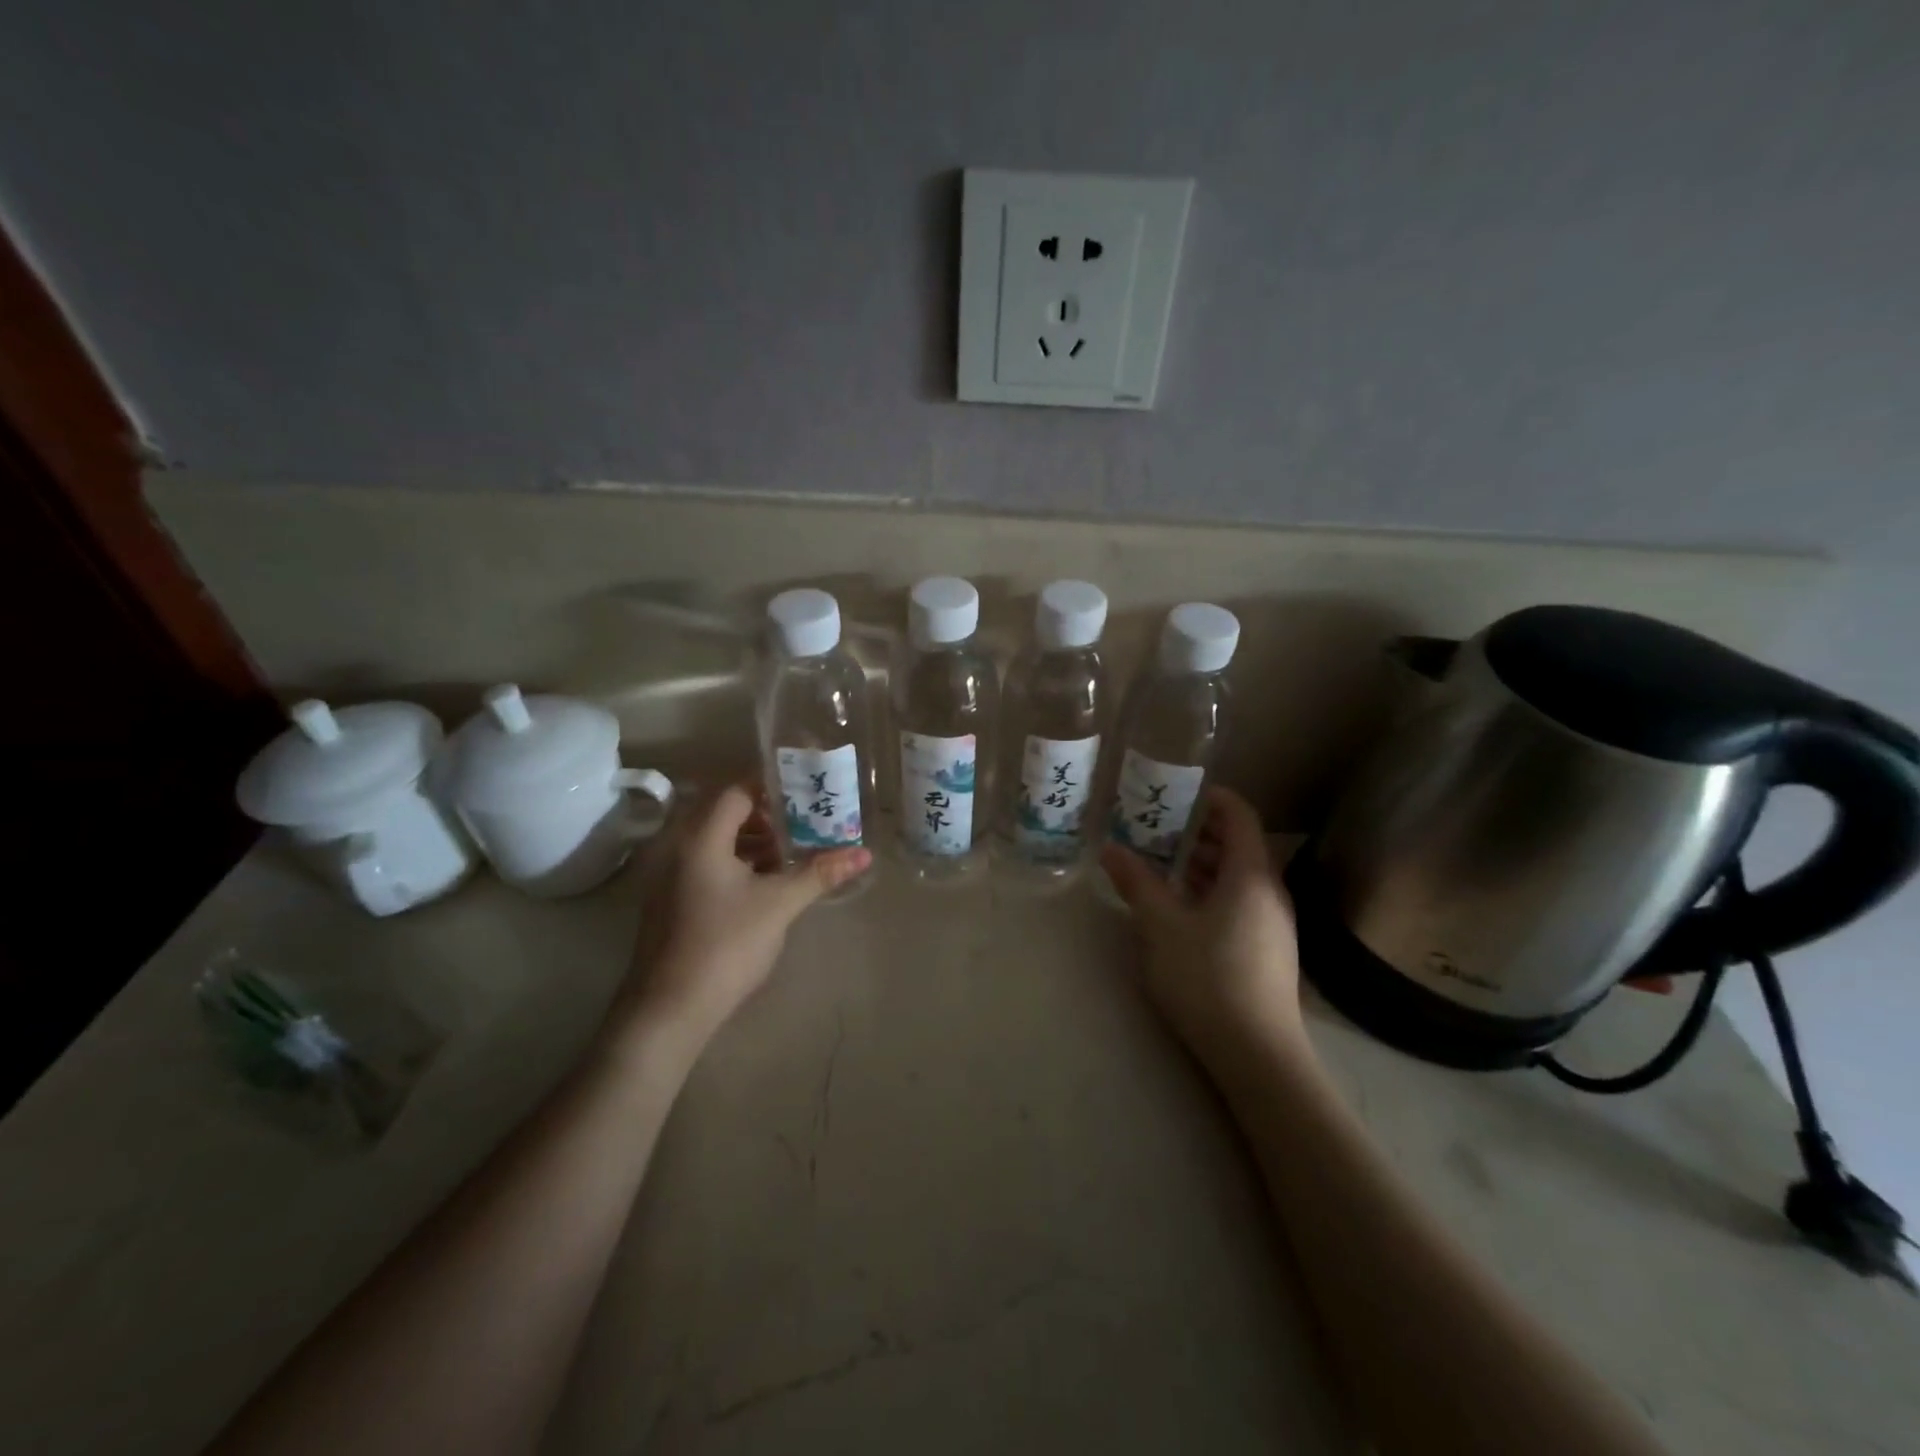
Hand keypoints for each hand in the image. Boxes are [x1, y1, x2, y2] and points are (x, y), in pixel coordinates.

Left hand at [617, 783, 871, 1049]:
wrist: (668, 1010)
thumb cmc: (725, 945)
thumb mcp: (779, 905)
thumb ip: (820, 872)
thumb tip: (864, 854)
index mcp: (701, 837)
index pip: (736, 790)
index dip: (771, 786)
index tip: (806, 791)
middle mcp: (679, 847)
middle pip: (726, 813)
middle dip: (768, 815)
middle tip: (808, 821)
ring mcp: (671, 876)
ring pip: (717, 841)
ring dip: (754, 841)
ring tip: (795, 851)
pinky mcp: (672, 900)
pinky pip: (708, 864)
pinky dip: (738, 863)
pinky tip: (767, 882)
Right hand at [1100, 786, 1309, 1073]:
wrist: (1257, 1055)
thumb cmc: (1208, 978)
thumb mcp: (1161, 926)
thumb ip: (1137, 882)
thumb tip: (1111, 849)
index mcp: (1250, 875)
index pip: (1239, 815)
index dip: (1211, 797)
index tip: (1175, 792)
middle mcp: (1269, 892)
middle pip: (1238, 845)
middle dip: (1196, 832)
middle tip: (1154, 827)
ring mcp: (1273, 924)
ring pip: (1237, 877)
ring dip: (1200, 864)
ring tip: (1159, 864)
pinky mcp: (1267, 951)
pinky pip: (1239, 902)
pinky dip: (1210, 892)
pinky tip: (1179, 909)